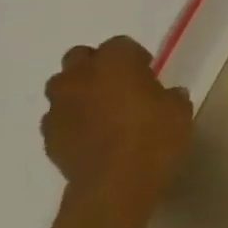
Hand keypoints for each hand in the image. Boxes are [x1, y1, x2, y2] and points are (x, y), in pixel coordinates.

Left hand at [42, 37, 192, 223]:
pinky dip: (72, 120)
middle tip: (119, 85)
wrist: (116, 183)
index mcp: (115, 63)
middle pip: (79, 57)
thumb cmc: (155, 136)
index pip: (120, 45)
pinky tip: (92, 135)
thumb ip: (169, 96)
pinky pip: (58, 117)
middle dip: (96, 66)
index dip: (134, 57)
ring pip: (62, 86)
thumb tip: (165, 95)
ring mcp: (58, 107)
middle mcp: (80, 77)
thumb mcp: (179, 110)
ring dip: (79, 92)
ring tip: (102, 111)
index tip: (148, 72)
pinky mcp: (48, 135)